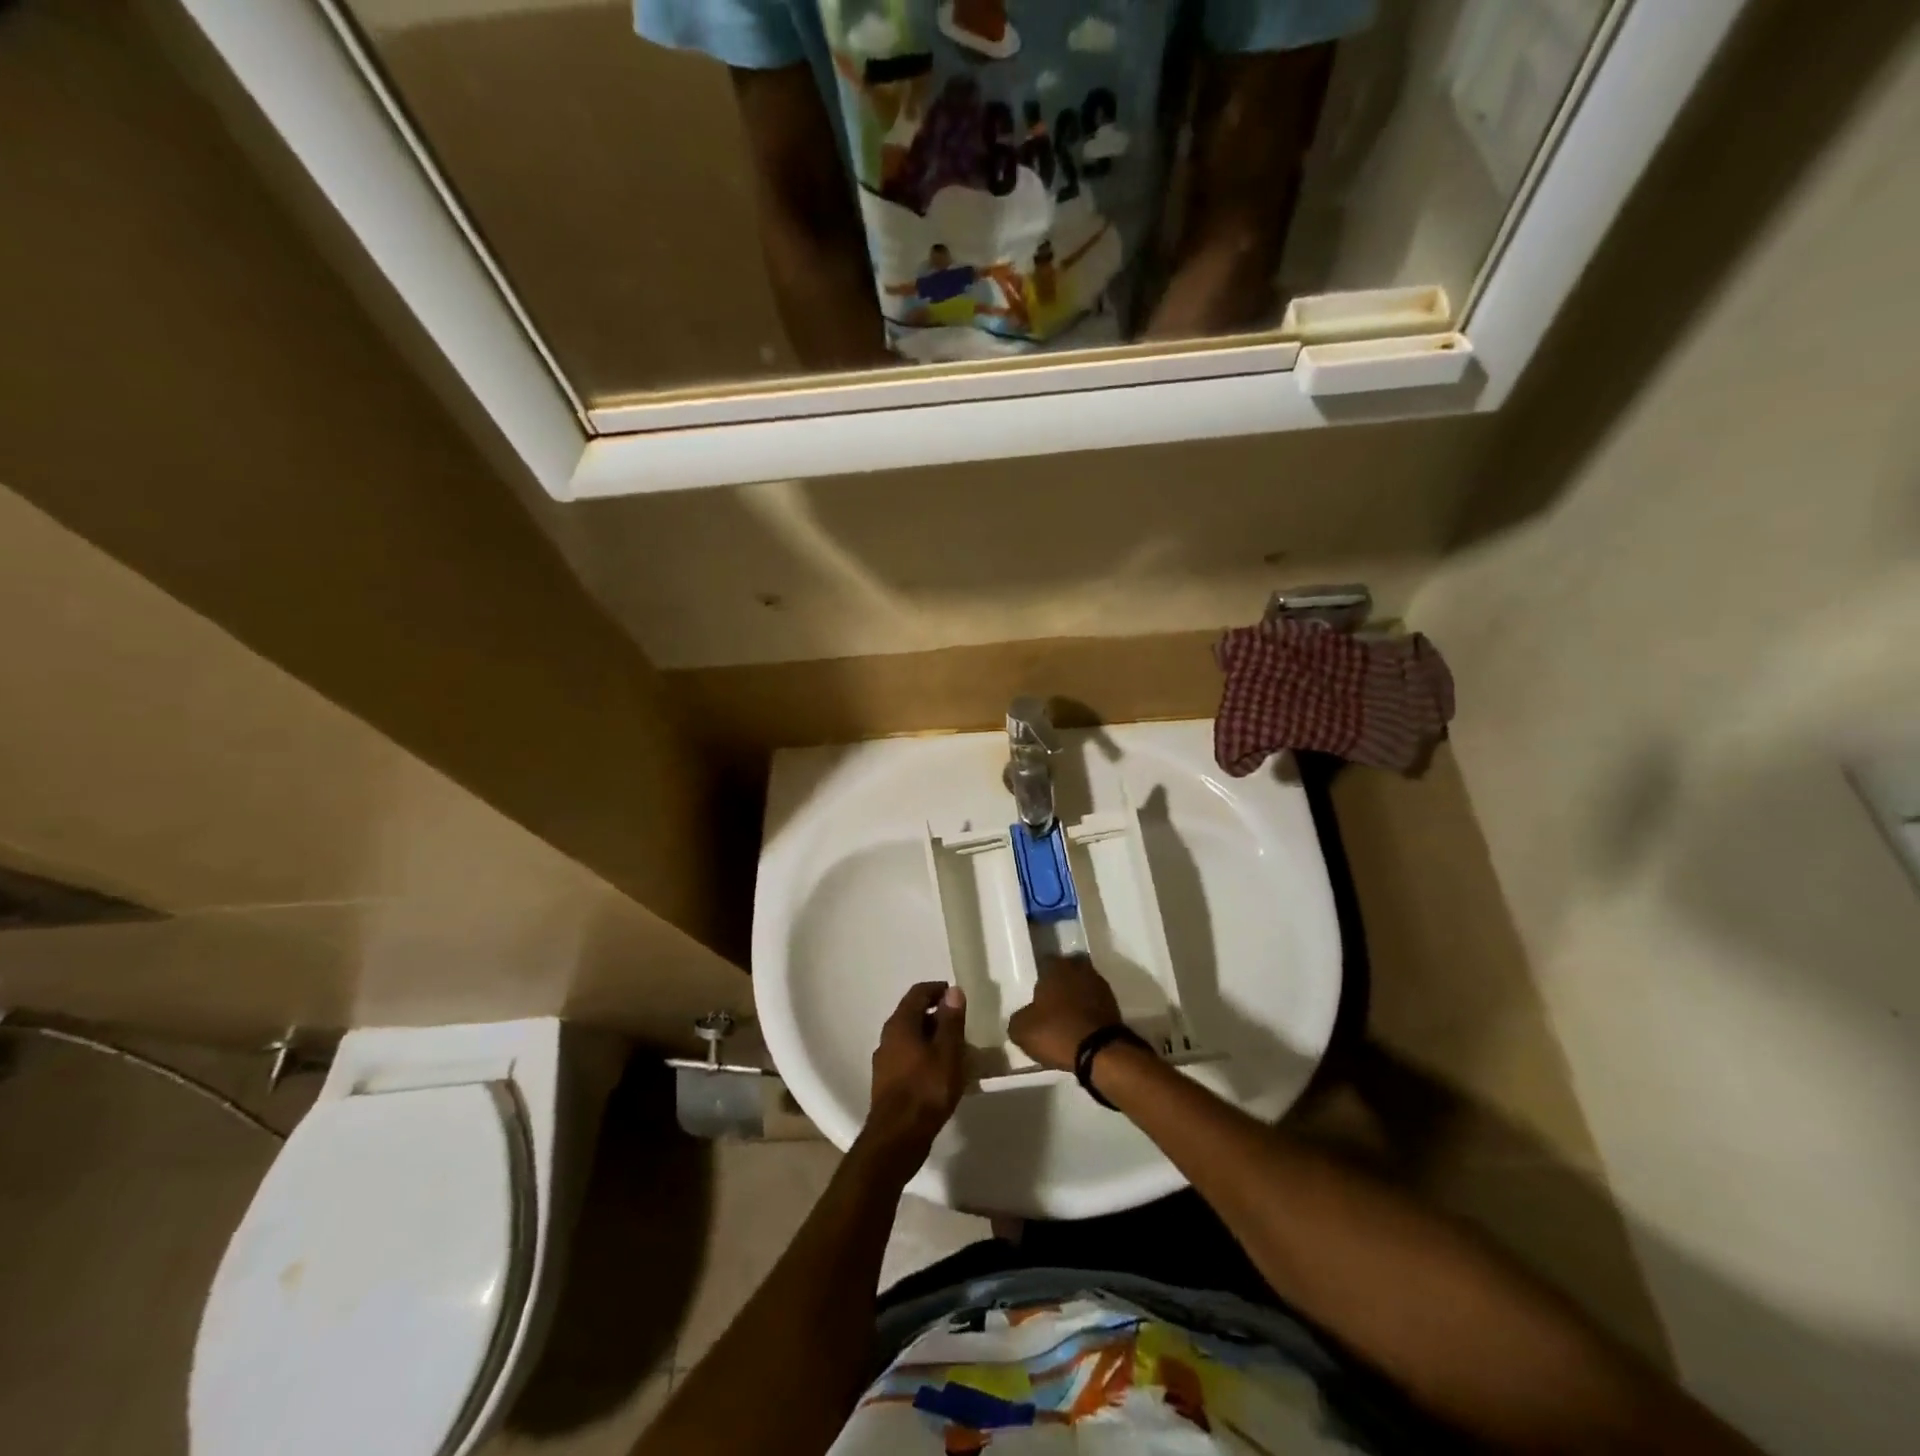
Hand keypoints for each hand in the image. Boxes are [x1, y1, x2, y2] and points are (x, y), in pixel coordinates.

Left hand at [860, 982, 967, 1176]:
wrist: (897, 1138)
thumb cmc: (926, 1089)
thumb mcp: (947, 1052)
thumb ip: (951, 1020)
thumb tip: (953, 991)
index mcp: (900, 1024)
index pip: (918, 993)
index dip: (938, 989)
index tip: (957, 996)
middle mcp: (888, 1037)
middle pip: (913, 1015)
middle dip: (938, 1016)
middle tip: (961, 1025)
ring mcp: (885, 1061)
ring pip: (911, 1038)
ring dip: (932, 1038)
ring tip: (956, 1050)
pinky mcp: (888, 1082)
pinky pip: (909, 1057)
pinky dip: (925, 1056)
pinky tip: (941, 1072)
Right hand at [1008, 955, 1122, 1072]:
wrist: (1101, 1052)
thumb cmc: (1057, 1032)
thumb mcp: (1022, 1030)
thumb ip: (1018, 1018)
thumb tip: (1023, 1017)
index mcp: (1056, 968)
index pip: (1045, 962)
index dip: (1039, 977)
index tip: (1035, 992)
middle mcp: (1079, 969)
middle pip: (1067, 971)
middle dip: (1061, 983)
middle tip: (1051, 1002)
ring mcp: (1100, 986)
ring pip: (1083, 986)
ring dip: (1077, 997)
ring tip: (1066, 1017)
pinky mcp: (1114, 1005)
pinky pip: (1095, 1003)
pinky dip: (1088, 1011)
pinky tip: (1080, 1027)